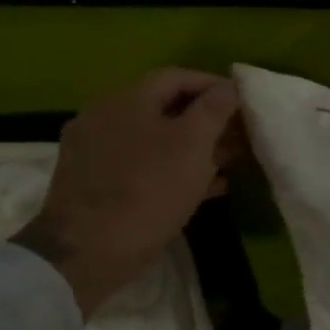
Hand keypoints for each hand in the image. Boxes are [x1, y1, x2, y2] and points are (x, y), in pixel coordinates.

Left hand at [12, 69, 242, 318]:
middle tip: (238, 136)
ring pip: (154, 137)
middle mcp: (104, 116)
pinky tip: (200, 187)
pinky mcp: (94, 182)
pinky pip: (141, 163)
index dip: (213, 85)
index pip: (176, 77)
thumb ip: (214, 110)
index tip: (243, 103)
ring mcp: (95, 150)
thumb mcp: (192, 145)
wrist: (86, 253)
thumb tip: (228, 87)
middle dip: (205, 119)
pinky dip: (172, 167)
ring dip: (192, 146)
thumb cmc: (148, 190)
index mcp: (126, 100)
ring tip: (226, 163)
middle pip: (164, 107)